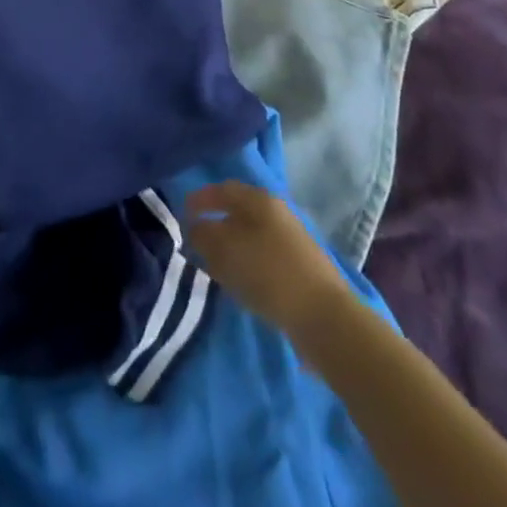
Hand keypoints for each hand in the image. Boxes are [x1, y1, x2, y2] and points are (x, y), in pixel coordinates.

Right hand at [184, 182, 353, 338]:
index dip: (201, 198)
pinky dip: (244, 264)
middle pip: (238, 211)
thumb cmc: (269, 273)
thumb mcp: (227, 250)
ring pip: (250, 236)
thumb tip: (194, 227)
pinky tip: (237, 282)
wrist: (324, 318)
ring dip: (229, 246)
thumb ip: (204, 234)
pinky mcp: (297, 268)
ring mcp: (290, 240)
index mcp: (260, 199)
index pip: (224, 189)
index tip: (182, 211)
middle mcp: (276, 213)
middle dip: (214, 223)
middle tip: (194, 240)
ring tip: (211, 264)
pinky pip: (261, 257)